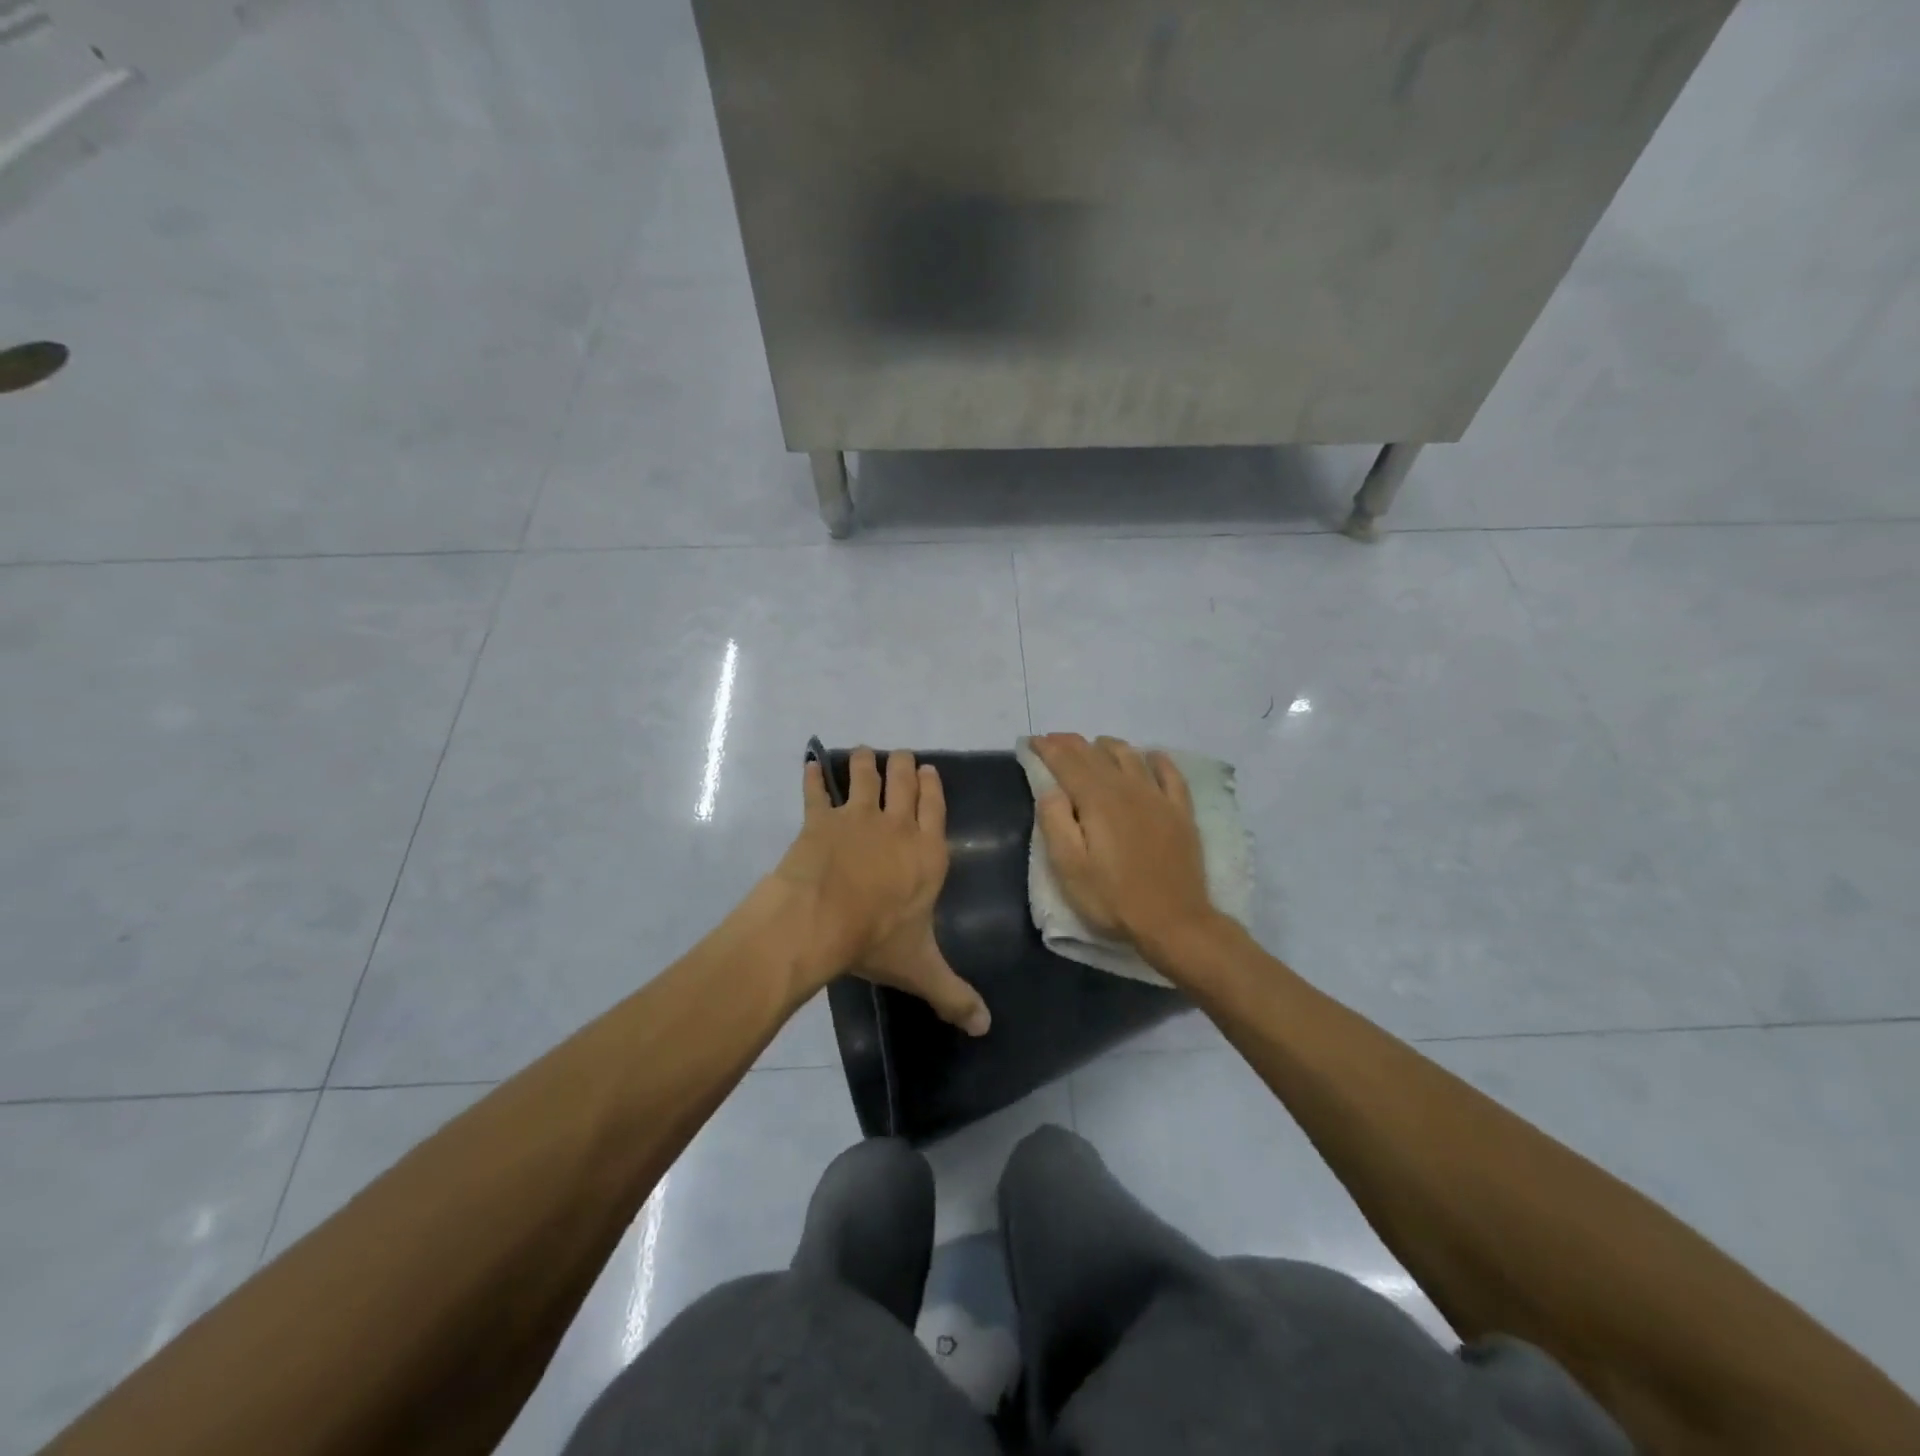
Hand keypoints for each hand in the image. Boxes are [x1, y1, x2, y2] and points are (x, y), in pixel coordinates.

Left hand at [771, 748, 990, 1035]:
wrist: (819, 920)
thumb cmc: (876, 939)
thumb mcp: (921, 969)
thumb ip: (954, 995)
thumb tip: (986, 1028)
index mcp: (927, 852)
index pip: (935, 807)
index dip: (932, 786)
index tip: (928, 769)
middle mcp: (897, 825)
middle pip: (903, 781)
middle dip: (903, 765)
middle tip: (900, 757)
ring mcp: (856, 816)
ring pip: (863, 774)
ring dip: (864, 761)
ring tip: (863, 753)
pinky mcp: (819, 819)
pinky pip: (815, 791)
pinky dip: (812, 777)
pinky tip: (809, 765)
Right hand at [1032, 733, 1219, 955]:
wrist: (1174, 922)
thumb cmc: (1113, 899)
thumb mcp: (1069, 868)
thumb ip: (1055, 822)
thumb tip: (1050, 789)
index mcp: (1097, 800)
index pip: (1067, 763)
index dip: (1048, 749)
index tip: (1032, 741)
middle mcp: (1128, 788)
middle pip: (1096, 755)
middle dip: (1071, 744)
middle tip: (1054, 740)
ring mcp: (1158, 798)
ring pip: (1130, 756)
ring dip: (1108, 746)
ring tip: (1094, 745)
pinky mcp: (1181, 812)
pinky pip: (1170, 774)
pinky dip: (1157, 759)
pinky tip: (1151, 756)